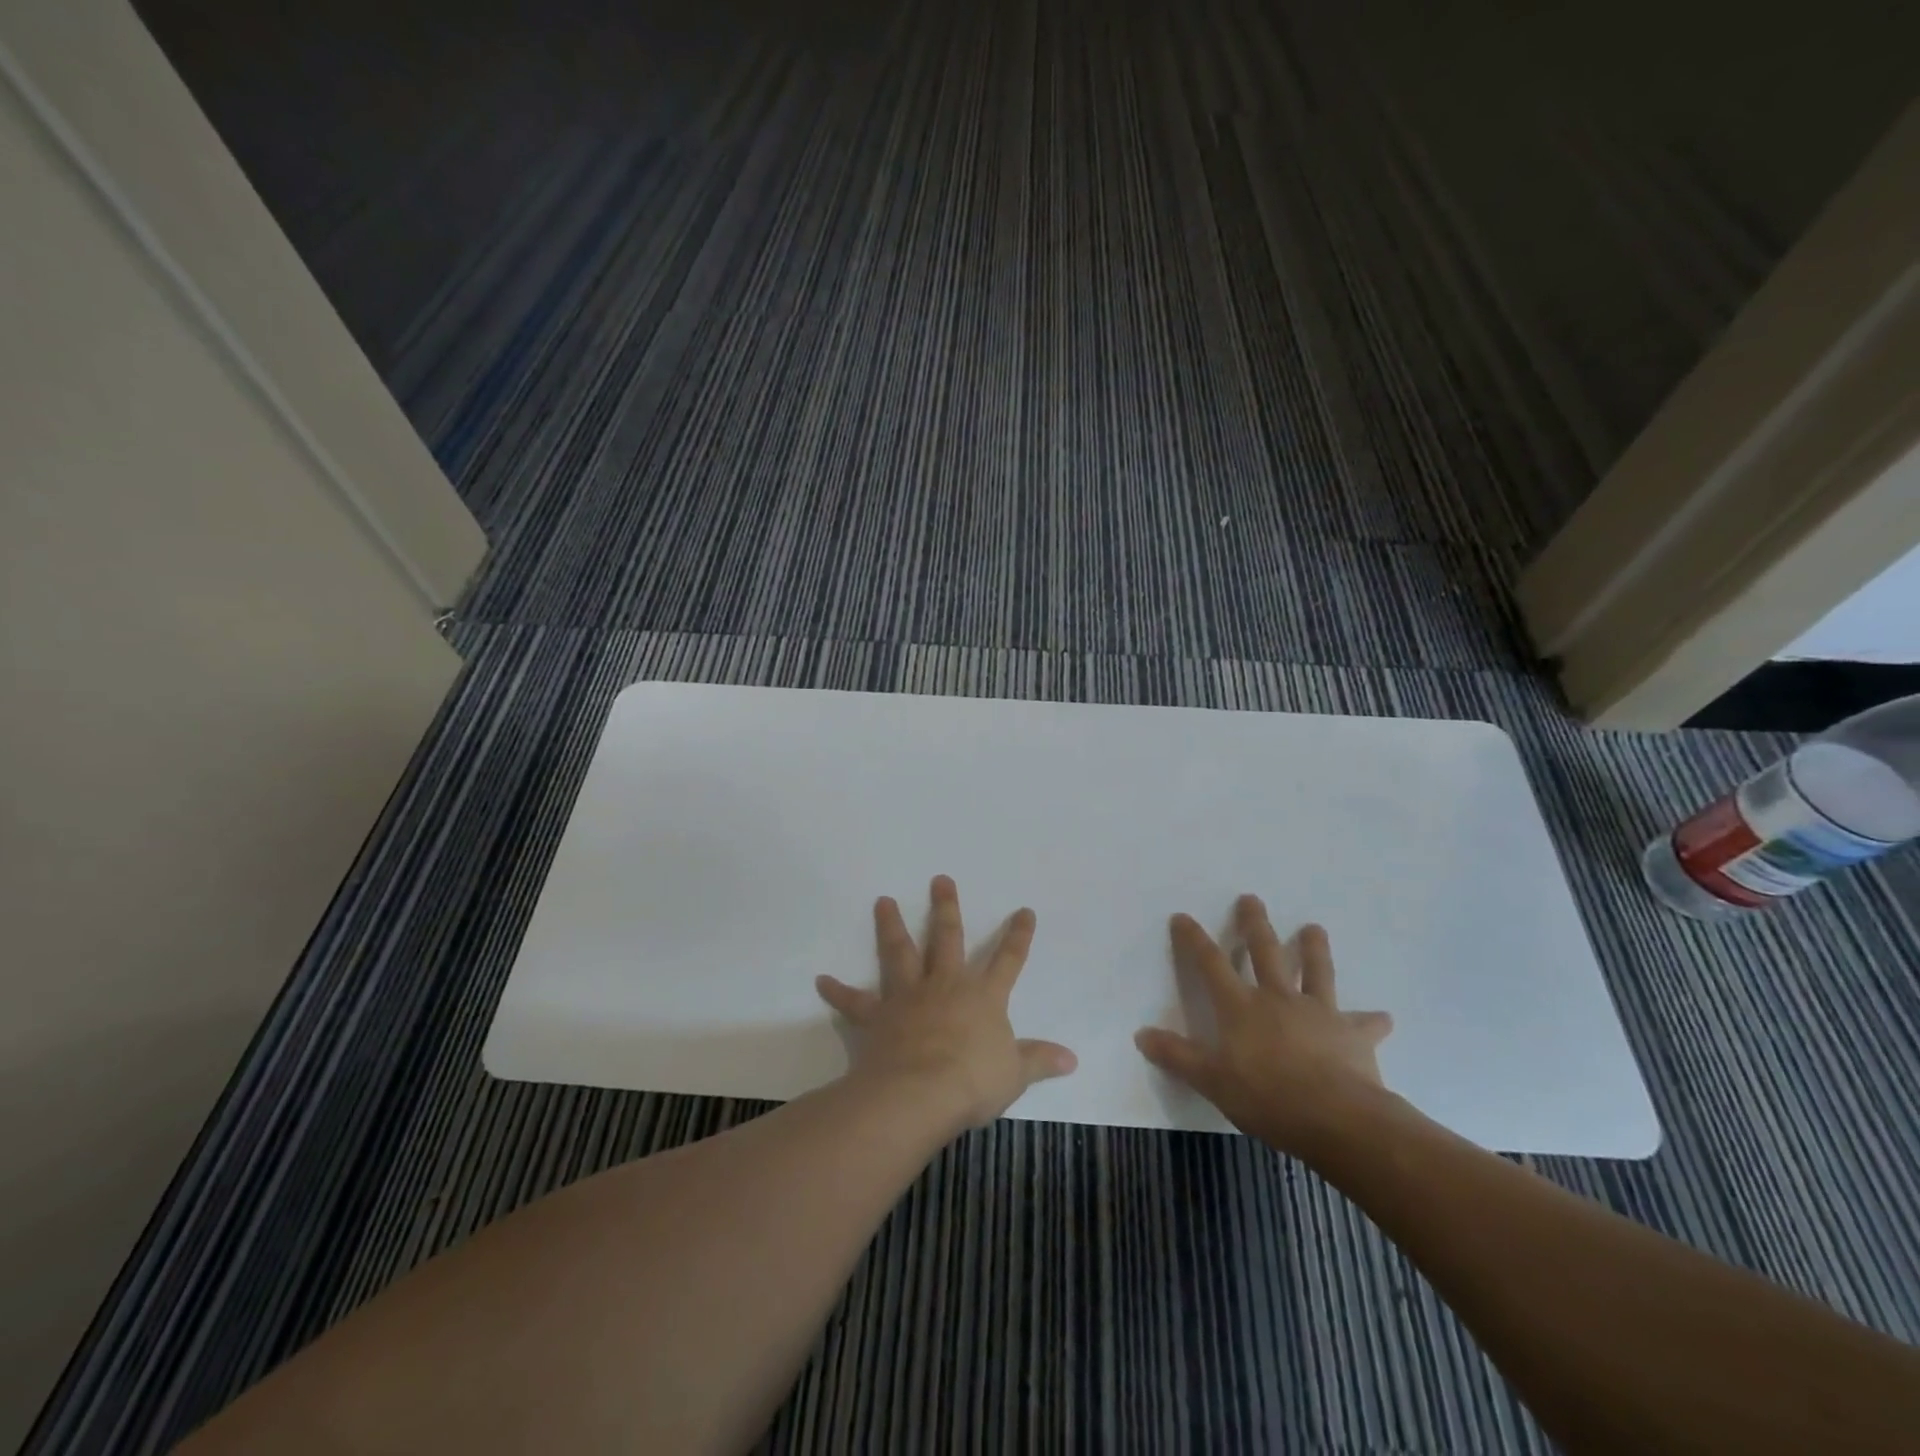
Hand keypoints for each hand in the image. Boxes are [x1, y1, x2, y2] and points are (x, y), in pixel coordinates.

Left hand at [816, 875, 1077, 1133]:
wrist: (920, 1093)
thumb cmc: (972, 1082)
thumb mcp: (1014, 1074)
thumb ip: (1040, 1061)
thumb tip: (1072, 1059)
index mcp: (982, 997)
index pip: (1007, 960)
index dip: (1018, 936)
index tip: (1023, 910)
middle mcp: (945, 985)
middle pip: (947, 938)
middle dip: (946, 908)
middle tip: (940, 879)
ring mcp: (908, 996)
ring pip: (900, 952)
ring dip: (890, 926)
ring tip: (882, 901)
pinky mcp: (877, 1015)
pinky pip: (854, 1001)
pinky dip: (838, 991)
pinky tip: (822, 980)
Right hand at [1135, 896, 1393, 1159]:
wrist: (1336, 1118)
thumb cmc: (1267, 1097)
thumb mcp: (1211, 1081)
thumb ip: (1177, 1056)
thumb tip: (1141, 1034)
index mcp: (1241, 1007)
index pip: (1210, 964)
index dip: (1194, 940)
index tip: (1183, 917)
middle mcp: (1277, 999)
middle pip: (1264, 952)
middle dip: (1254, 924)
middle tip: (1251, 898)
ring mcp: (1317, 1013)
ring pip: (1315, 972)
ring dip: (1313, 949)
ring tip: (1314, 928)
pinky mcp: (1352, 1035)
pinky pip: (1364, 1024)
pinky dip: (1372, 1021)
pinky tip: (1383, 1018)